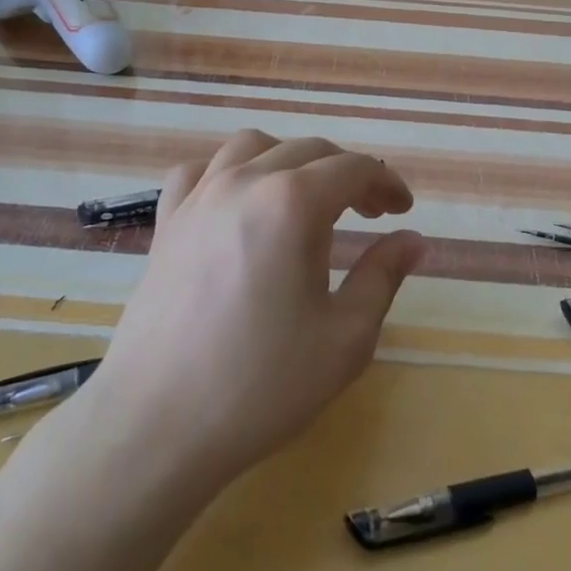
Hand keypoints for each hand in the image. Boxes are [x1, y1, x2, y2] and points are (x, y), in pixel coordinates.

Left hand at [67, 130, 426, 495]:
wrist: (158, 424)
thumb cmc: (262, 383)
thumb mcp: (346, 337)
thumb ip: (383, 276)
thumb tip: (412, 240)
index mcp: (293, 203)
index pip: (354, 168)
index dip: (386, 182)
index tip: (402, 210)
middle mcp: (245, 182)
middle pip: (308, 150)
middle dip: (348, 172)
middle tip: (370, 211)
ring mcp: (198, 197)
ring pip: (252, 146)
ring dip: (290, 160)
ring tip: (307, 198)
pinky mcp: (167, 222)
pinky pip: (199, 171)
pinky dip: (229, 172)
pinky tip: (239, 203)